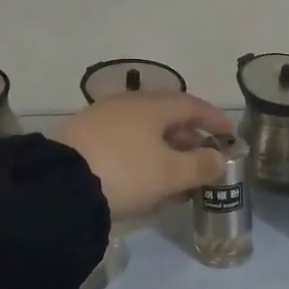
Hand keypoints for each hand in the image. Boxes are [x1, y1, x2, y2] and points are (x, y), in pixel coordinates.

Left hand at [55, 93, 235, 222]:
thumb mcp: (169, 174)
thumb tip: (220, 157)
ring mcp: (102, 117)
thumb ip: (200, 165)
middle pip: (167, 114)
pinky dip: (141, 152)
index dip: (214, 119)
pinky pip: (124, 138)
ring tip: (175, 170)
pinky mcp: (82, 135)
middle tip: (203, 155)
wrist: (58, 185)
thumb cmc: (125, 172)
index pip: (192, 105)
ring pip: (144, 127)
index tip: (230, 134)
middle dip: (188, 135)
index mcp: (153, 105)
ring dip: (164, 146)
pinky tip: (143, 173)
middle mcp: (128, 103)